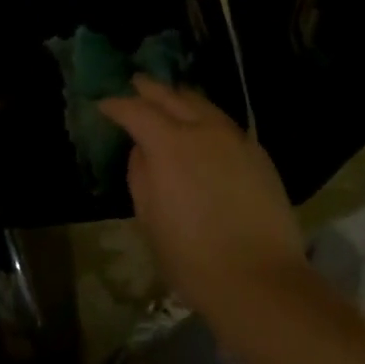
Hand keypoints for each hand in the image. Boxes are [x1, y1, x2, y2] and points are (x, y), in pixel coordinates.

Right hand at [98, 78, 308, 317]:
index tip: (104, 105)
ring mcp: (236, 139)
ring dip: (182, 99)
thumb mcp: (150, 218)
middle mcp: (204, 130)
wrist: (260, 280)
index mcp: (170, 144)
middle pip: (173, 97)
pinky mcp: (259, 154)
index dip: (117, 106)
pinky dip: (207, 117)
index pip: (137, 111)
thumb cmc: (192, 256)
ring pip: (204, 105)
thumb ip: (141, 175)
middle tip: (136, 83)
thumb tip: (143, 151)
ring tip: (170, 99)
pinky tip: (203, 128)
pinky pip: (225, 124)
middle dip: (151, 89)